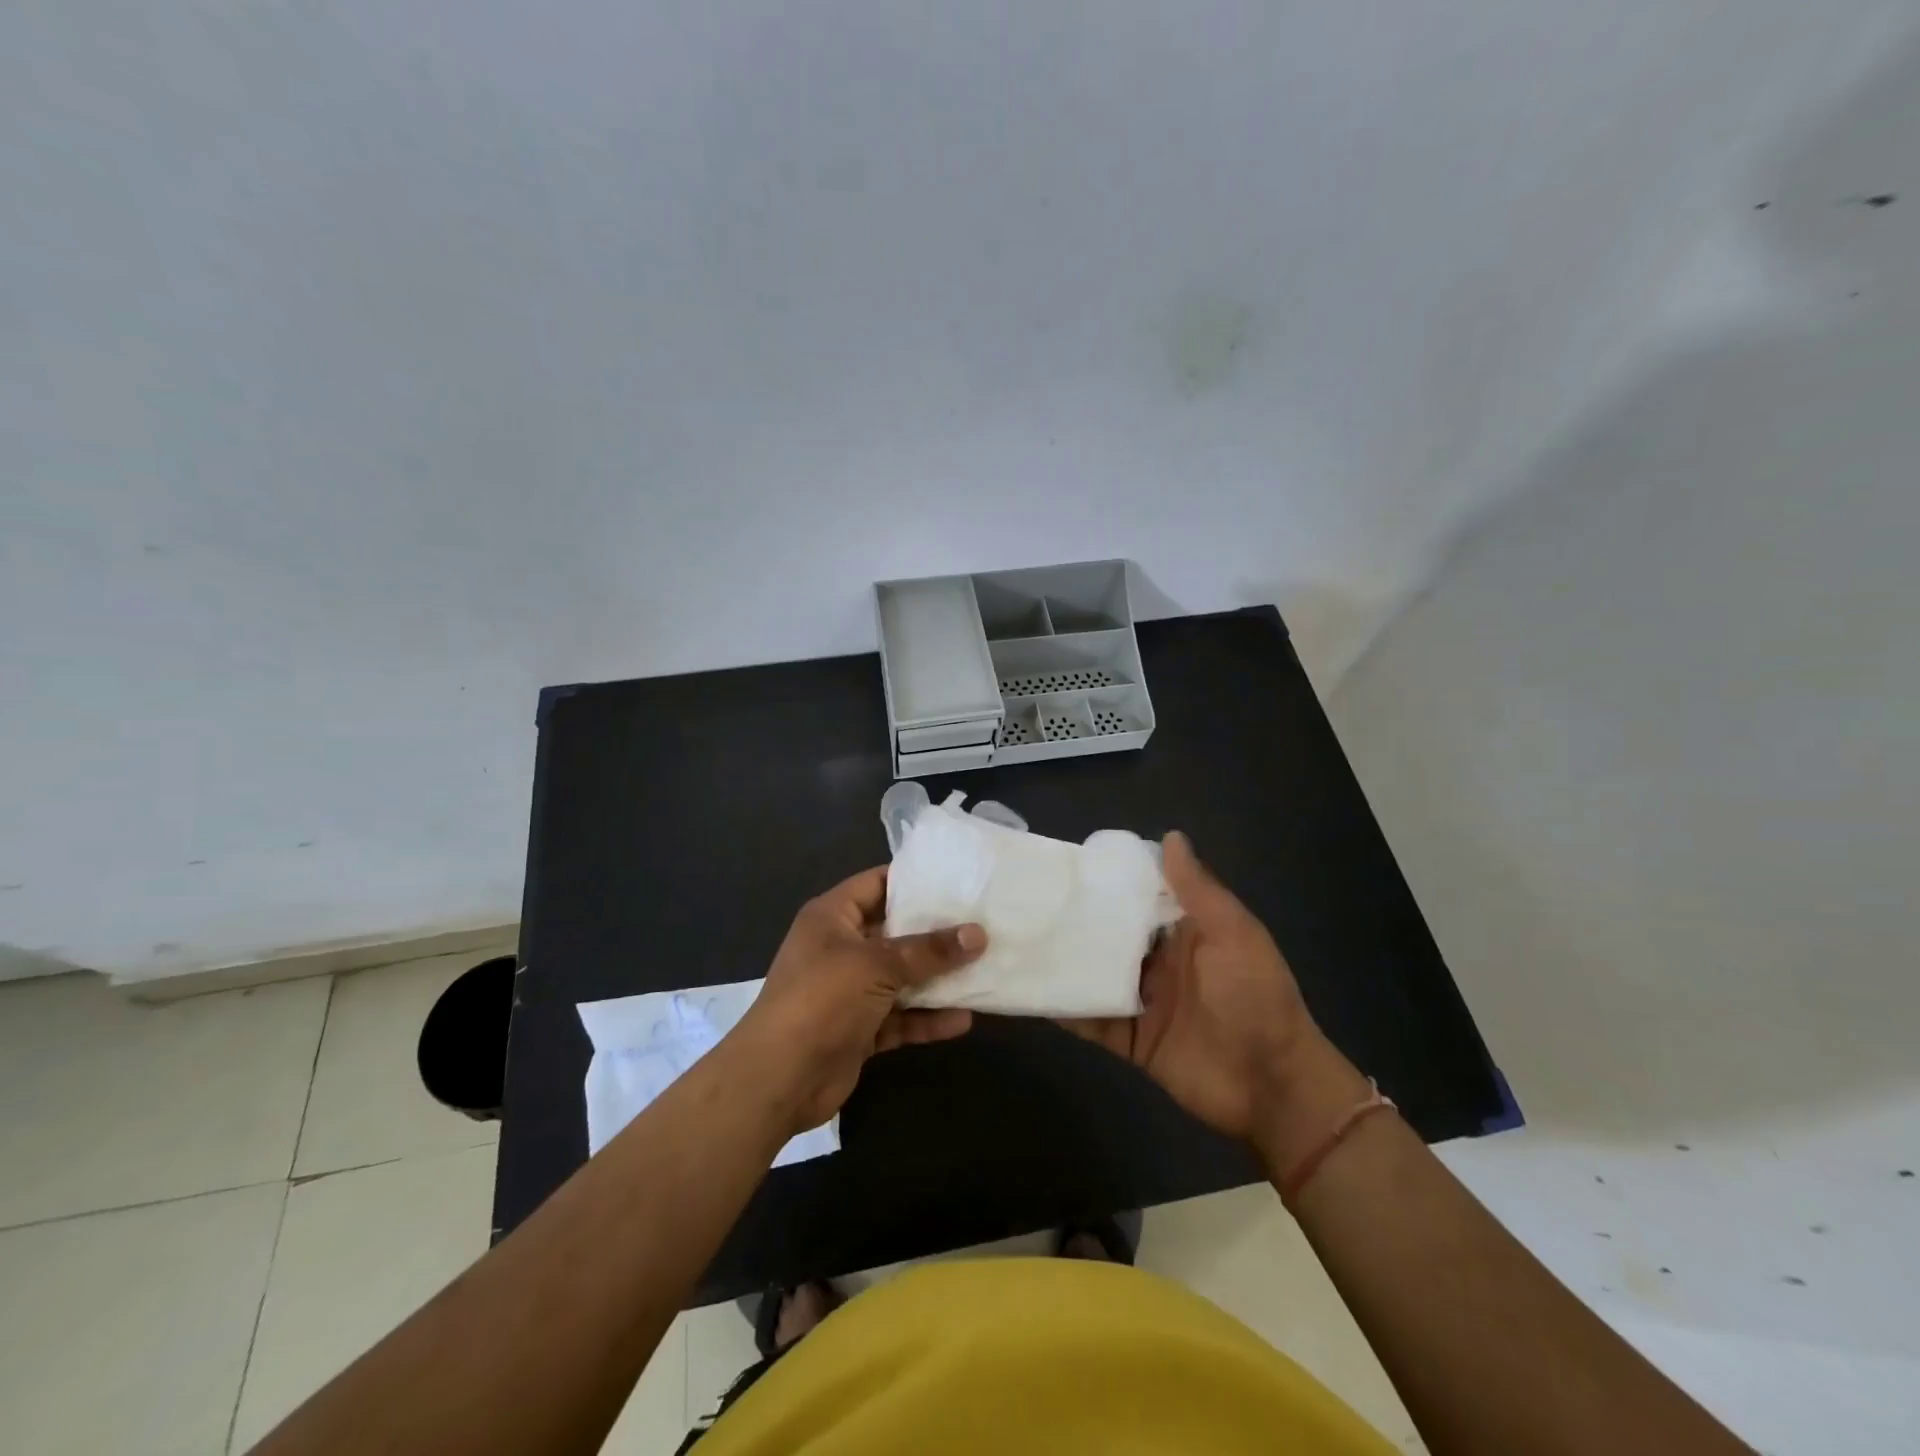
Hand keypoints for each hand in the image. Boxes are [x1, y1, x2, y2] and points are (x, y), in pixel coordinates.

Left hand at [733, 865, 986, 1137]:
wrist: (779, 1078)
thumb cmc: (822, 999)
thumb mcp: (877, 965)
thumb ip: (929, 950)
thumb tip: (978, 934)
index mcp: (833, 917)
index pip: (877, 884)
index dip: (913, 880)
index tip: (957, 879)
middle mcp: (841, 947)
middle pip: (895, 931)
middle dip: (936, 932)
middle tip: (982, 922)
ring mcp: (850, 990)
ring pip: (901, 977)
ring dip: (937, 978)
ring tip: (983, 969)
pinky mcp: (860, 1028)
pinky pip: (900, 1017)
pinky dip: (927, 1018)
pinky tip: (963, 1020)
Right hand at [1059, 833, 1367, 1167]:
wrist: (1272, 1087)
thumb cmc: (1256, 998)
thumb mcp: (1234, 935)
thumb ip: (1199, 890)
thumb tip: (1170, 836)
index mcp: (1186, 931)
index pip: (1140, 896)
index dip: (1109, 879)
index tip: (1067, 861)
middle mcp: (1159, 961)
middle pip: (1110, 934)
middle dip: (1076, 919)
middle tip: (1027, 898)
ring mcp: (1142, 1000)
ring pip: (1094, 974)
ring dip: (1064, 961)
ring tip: (1018, 940)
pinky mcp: (1130, 1039)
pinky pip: (1090, 1020)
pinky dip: (1063, 1009)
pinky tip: (1030, 993)